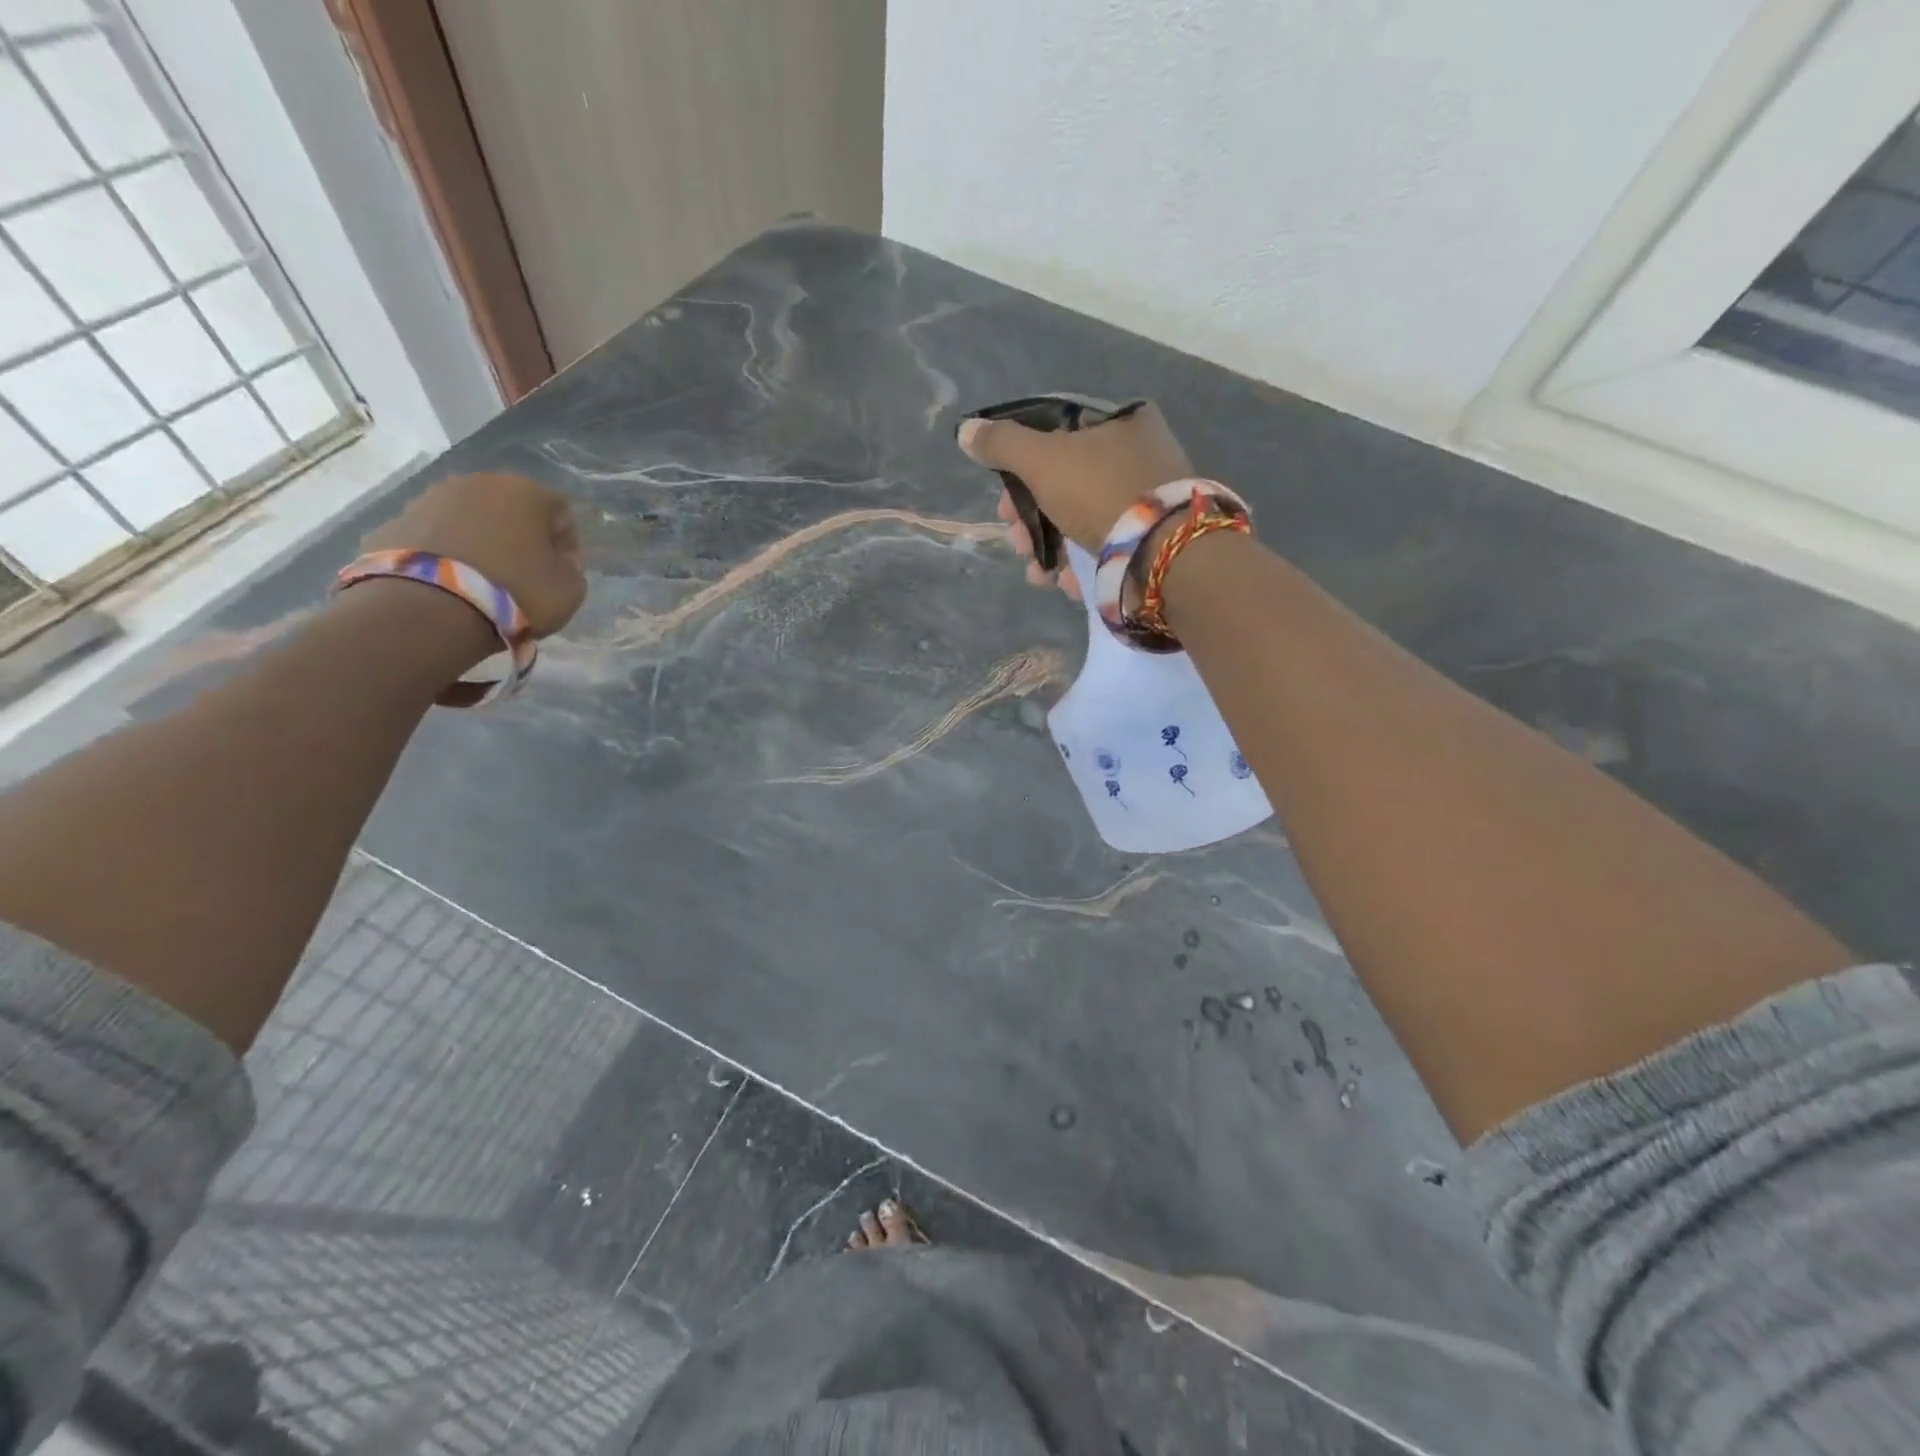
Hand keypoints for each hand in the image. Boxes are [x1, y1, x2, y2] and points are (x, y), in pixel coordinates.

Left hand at [362, 472, 586, 635]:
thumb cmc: (516, 592)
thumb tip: (555, 560)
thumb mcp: (570, 588)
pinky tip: (451, 587)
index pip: (562, 514)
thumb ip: (570, 567)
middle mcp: (477, 483)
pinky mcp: (394, 523)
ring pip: (469, 521)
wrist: (428, 608)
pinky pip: (434, 539)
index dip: (567, 546)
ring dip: (481, 544)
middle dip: (520, 539)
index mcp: (526, 492)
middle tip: (523, 576)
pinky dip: (446, 556)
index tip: (562, 574)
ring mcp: (429, 499)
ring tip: (483, 583)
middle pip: (511, 511)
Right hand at [958, 402, 1192, 597]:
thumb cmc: (1100, 492)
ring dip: (1049, 549)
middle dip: (1031, 520)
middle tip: (1016, 542)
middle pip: (1066, 484)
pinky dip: (1080, 566)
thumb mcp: (1042, 460)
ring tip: (1037, 573)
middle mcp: (1139, 457)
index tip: (1005, 504)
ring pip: (1082, 521)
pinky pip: (1106, 548)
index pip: (1058, 437)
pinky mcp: (1152, 543)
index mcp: (1121, 423)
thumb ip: (1002, 445)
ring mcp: (1148, 503)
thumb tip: (966, 430)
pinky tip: (1064, 583)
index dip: (1022, 469)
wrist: (1163, 555)